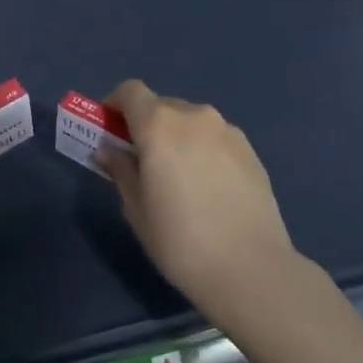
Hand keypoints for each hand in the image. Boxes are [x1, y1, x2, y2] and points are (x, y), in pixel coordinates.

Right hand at [99, 80, 303, 326]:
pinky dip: (203, 151)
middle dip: (146, 126)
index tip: (110, 131)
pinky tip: (208, 189)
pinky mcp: (251, 152)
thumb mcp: (136, 209)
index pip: (130, 91)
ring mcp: (227, 132)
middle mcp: (194, 116)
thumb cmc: (180, 240)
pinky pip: (215, 139)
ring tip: (179, 178)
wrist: (252, 270)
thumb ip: (121, 170)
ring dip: (177, 138)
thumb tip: (109, 150)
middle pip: (161, 106)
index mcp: (159, 124)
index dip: (115, 105)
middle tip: (142, 161)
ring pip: (191, 123)